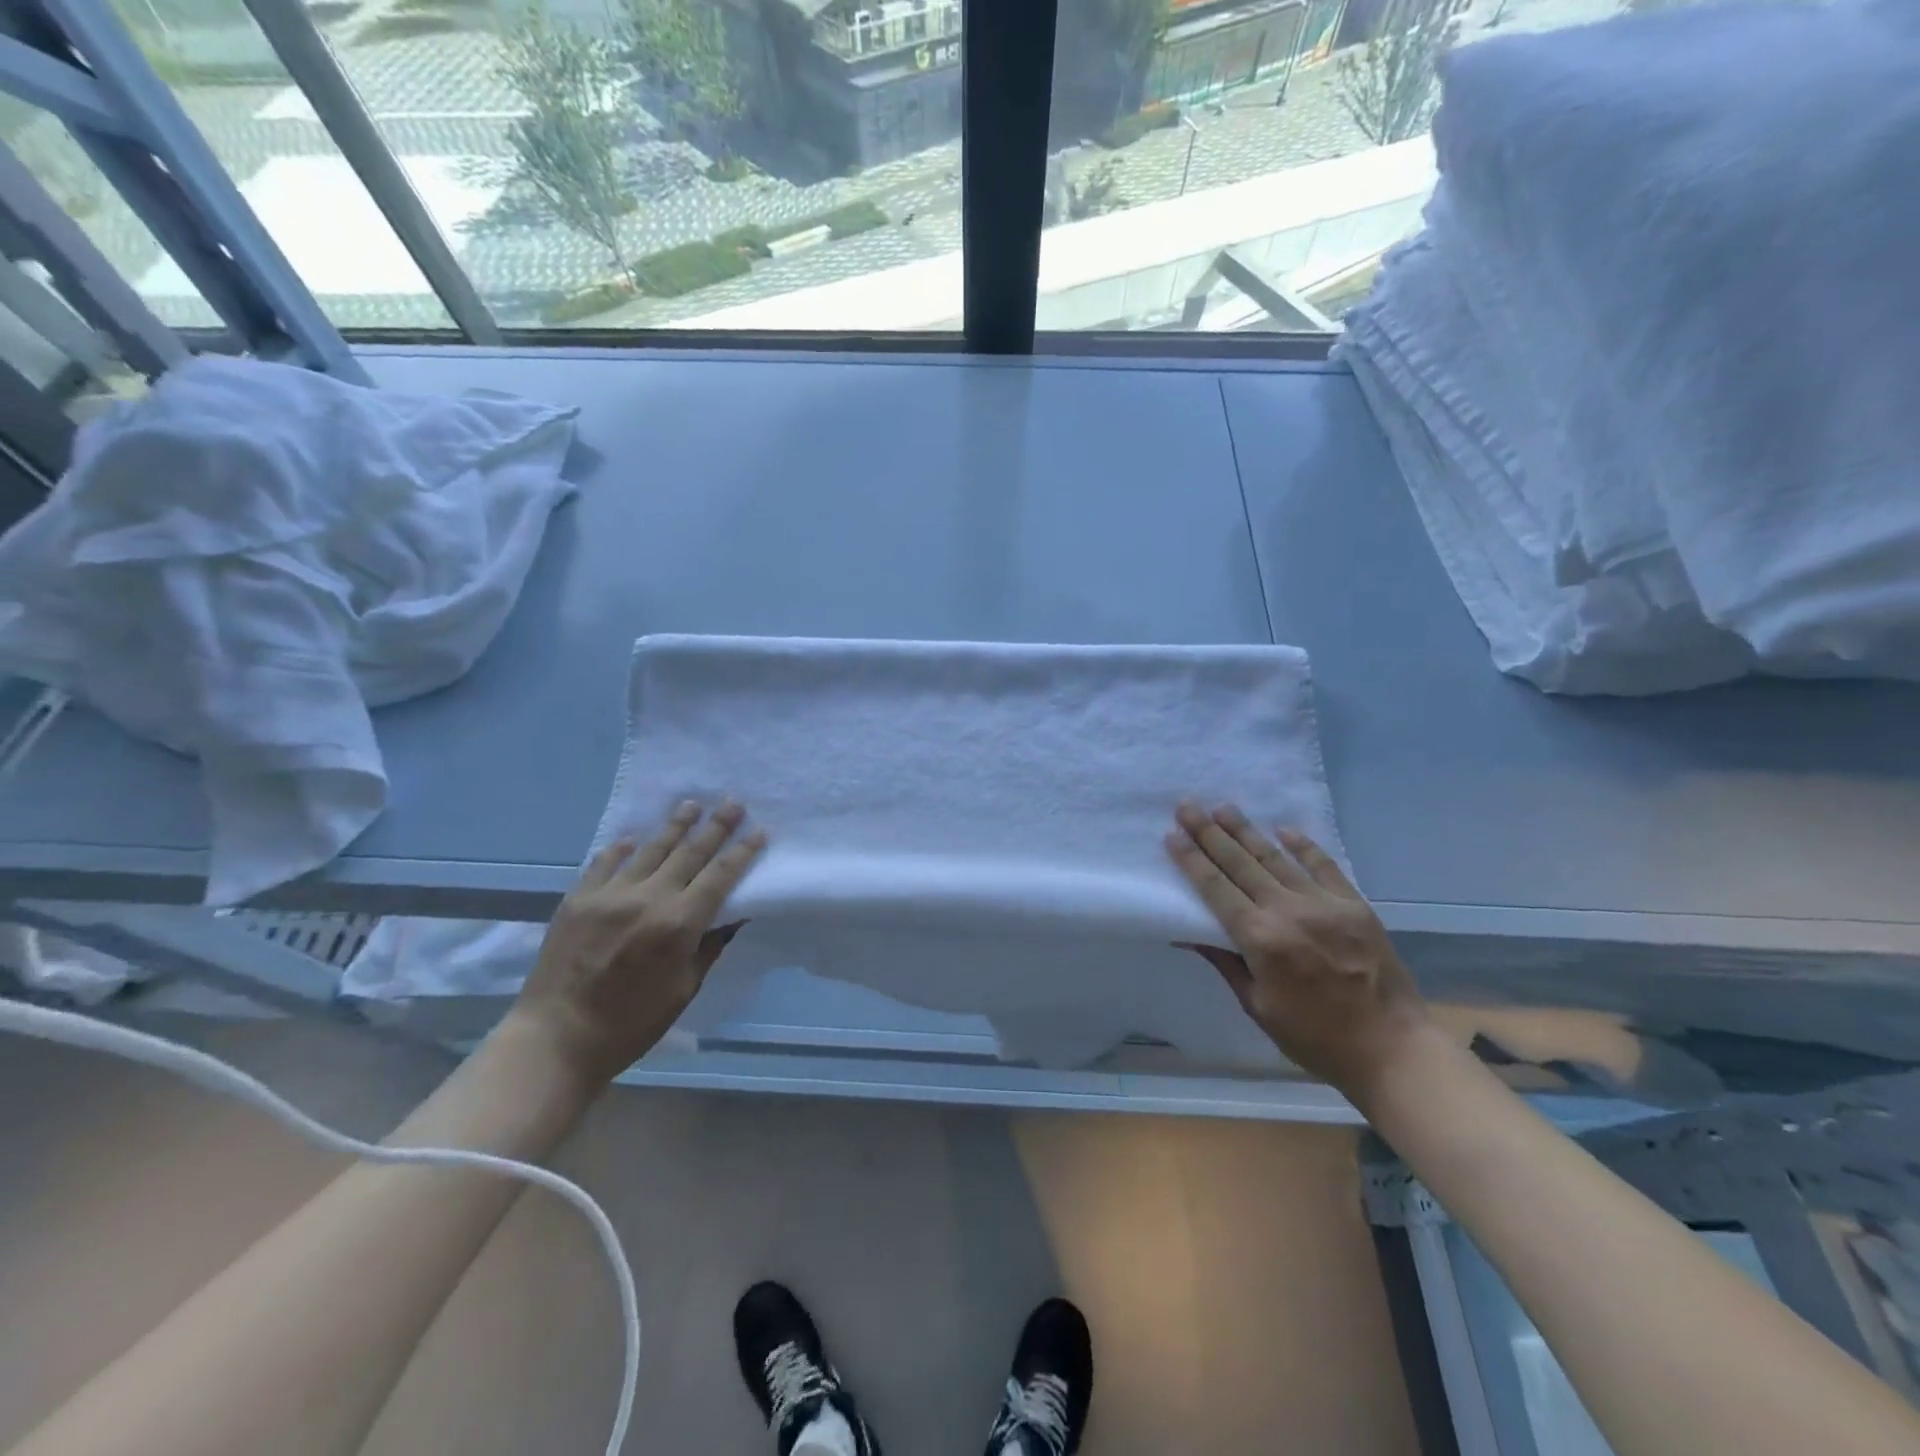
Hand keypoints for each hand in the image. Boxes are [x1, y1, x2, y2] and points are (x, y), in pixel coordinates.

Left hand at [512, 801, 766, 1086]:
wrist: (555, 1039)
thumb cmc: (631, 1024)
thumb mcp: (684, 989)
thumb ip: (709, 947)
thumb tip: (731, 917)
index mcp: (679, 924)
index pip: (720, 876)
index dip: (742, 852)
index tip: (759, 830)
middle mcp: (647, 899)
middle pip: (689, 853)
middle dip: (715, 827)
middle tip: (732, 802)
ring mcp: (609, 895)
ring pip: (650, 850)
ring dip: (675, 826)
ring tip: (692, 804)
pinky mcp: (577, 899)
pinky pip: (605, 863)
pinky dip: (621, 849)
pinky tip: (633, 838)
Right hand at [1165, 801, 1428, 1096]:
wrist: (1393, 1049)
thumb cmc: (1315, 1038)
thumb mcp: (1258, 1006)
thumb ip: (1225, 962)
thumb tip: (1188, 932)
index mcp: (1261, 939)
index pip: (1216, 889)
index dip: (1191, 860)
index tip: (1172, 835)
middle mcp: (1288, 911)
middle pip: (1241, 864)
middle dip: (1210, 833)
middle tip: (1187, 806)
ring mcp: (1325, 904)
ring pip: (1276, 858)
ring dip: (1247, 832)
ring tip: (1224, 808)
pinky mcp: (1355, 905)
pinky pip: (1324, 866)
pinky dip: (1303, 846)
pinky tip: (1284, 830)